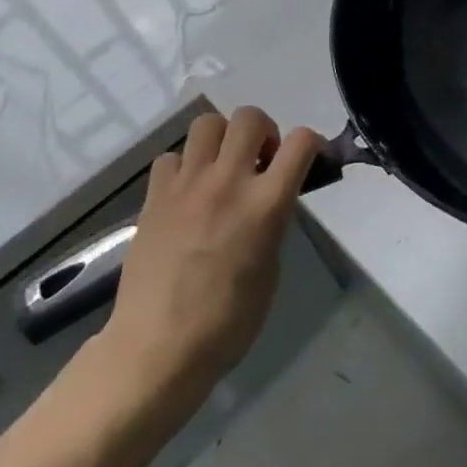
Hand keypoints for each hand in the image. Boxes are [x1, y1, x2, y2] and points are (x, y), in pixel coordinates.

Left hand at [92, 107, 319, 432]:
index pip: (301, 142)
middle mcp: (229, 182)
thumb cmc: (228, 321)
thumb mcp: (271, 267)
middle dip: (264, 131)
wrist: (157, 349)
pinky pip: (171, 157)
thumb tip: (268, 201)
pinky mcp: (154, 198)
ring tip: (222, 168)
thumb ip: (273, 221)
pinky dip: (184, 166)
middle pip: (250, 117)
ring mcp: (187, 186)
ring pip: (207, 123)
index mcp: (267, 203)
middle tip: (261, 161)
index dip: (311, 143)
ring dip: (222, 138)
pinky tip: (187, 193)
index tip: (308, 159)